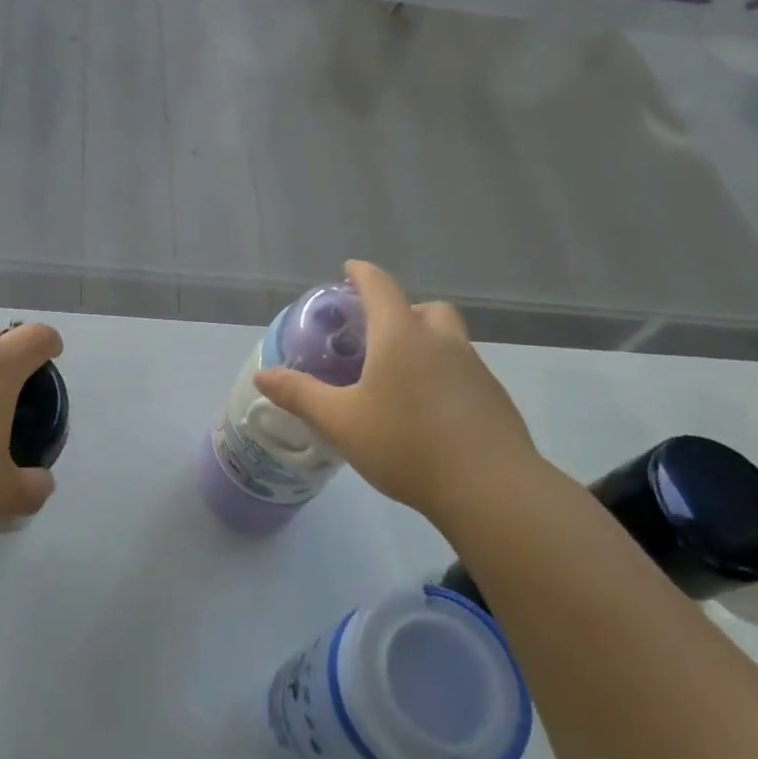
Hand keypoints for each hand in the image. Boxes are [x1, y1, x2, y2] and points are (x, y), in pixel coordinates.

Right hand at [254, 261, 546, 529]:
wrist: (491, 489)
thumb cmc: (405, 445)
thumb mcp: (340, 422)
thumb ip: (300, 395)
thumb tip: (262, 375)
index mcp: (401, 336)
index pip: (380, 287)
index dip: (362, 274)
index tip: (349, 269)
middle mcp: (442, 342)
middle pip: (425, 309)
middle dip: (401, 311)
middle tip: (378, 335)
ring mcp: (475, 369)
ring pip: (448, 340)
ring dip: (425, 344)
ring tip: (400, 379)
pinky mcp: (495, 398)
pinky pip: (464, 371)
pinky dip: (444, 376)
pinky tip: (429, 413)